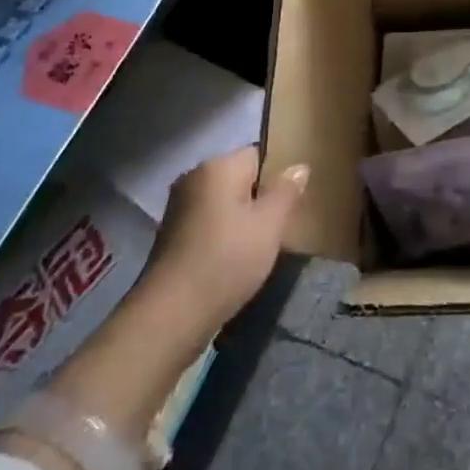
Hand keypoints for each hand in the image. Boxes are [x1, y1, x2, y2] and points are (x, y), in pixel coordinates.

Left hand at [148, 146, 307, 334]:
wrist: (171, 316)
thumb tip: (299, 167)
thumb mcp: (269, 225)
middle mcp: (194, 177)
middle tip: (284, 224)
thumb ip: (286, 191)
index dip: (279, 173)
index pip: (258, 153)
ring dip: (244, 218)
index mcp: (218, 166)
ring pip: (225, 202)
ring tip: (264, 244)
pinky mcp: (172, 235)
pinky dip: (225, 234)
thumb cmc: (226, 260)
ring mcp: (180, 207)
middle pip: (240, 177)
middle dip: (262, 197)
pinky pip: (209, 222)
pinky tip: (237, 258)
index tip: (295, 198)